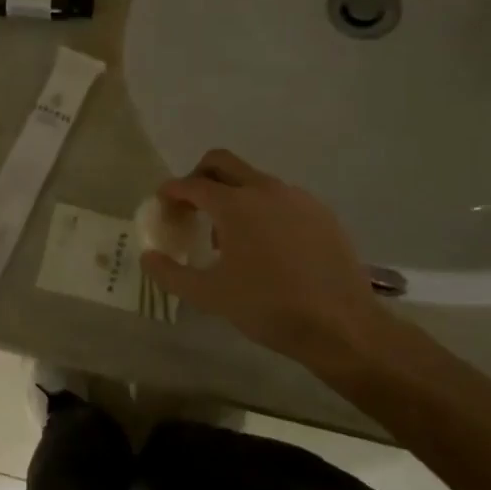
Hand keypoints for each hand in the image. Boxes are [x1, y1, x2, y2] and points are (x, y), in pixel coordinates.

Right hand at [139, 149, 395, 371]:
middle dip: (198, 177)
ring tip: (227, 236)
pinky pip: (281, 199)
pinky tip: (264, 246)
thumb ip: (170, 273)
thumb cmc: (267, 307)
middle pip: (221, 162)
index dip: (170, 192)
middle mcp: (265, 189)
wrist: (341, 327)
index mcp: (234, 205)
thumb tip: (148, 257)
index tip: (162, 206)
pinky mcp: (321, 213)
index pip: (191, 184)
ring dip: (232, 195)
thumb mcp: (208, 295)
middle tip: (190, 207)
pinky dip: (262, 209)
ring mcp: (298, 198)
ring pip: (253, 180)